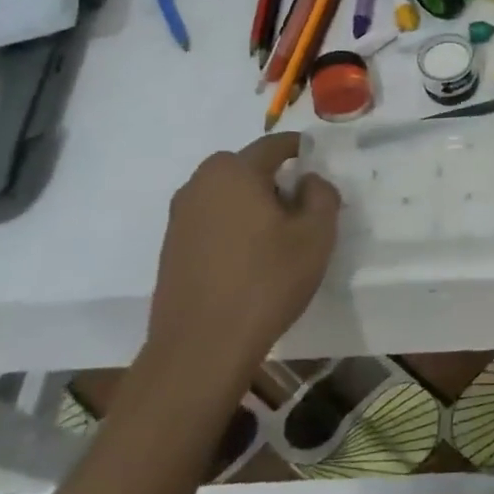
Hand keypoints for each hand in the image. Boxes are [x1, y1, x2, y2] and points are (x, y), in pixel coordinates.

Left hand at [142, 135, 340, 403]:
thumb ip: (322, 195)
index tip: (320, 166)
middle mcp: (200, 184)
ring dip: (253, 206)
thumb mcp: (316, 235)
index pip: (274, 145)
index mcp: (234, 171)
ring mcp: (179, 217)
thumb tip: (309, 181)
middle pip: (248, 169)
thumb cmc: (266, 282)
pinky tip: (250, 260)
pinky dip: (233, 228)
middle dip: (276, 181)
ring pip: (228, 196)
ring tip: (278, 239)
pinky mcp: (171, 248)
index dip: (302, 151)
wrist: (201, 348)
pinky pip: (212, 221)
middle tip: (303, 210)